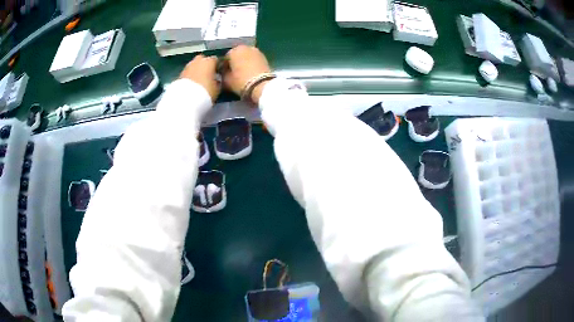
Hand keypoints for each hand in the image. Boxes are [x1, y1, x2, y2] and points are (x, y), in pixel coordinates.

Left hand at [180, 55, 219, 101]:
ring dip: (196, 70)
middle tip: (207, 75)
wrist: (186, 99)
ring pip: (194, 65)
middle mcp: (198, 60)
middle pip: (203, 59)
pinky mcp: (180, 73)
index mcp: (209, 61)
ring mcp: (187, 66)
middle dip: (205, 65)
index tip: (218, 73)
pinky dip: (190, 76)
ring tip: (198, 81)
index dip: (217, 66)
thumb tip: (216, 80)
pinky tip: (192, 84)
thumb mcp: (217, 88)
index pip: (216, 60)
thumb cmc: (205, 91)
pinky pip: (188, 73)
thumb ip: (218, 81)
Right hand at [223, 45, 270, 103]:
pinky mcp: (265, 57)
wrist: (261, 85)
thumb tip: (224, 72)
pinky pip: (254, 60)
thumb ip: (223, 73)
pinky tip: (250, 72)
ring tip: (242, 73)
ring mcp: (257, 51)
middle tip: (233, 73)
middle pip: (237, 55)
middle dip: (235, 62)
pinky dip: (251, 64)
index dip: (224, 66)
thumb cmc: (240, 81)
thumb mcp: (226, 80)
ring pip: (246, 56)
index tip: (224, 74)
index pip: (225, 57)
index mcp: (234, 50)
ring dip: (243, 62)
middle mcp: (245, 47)